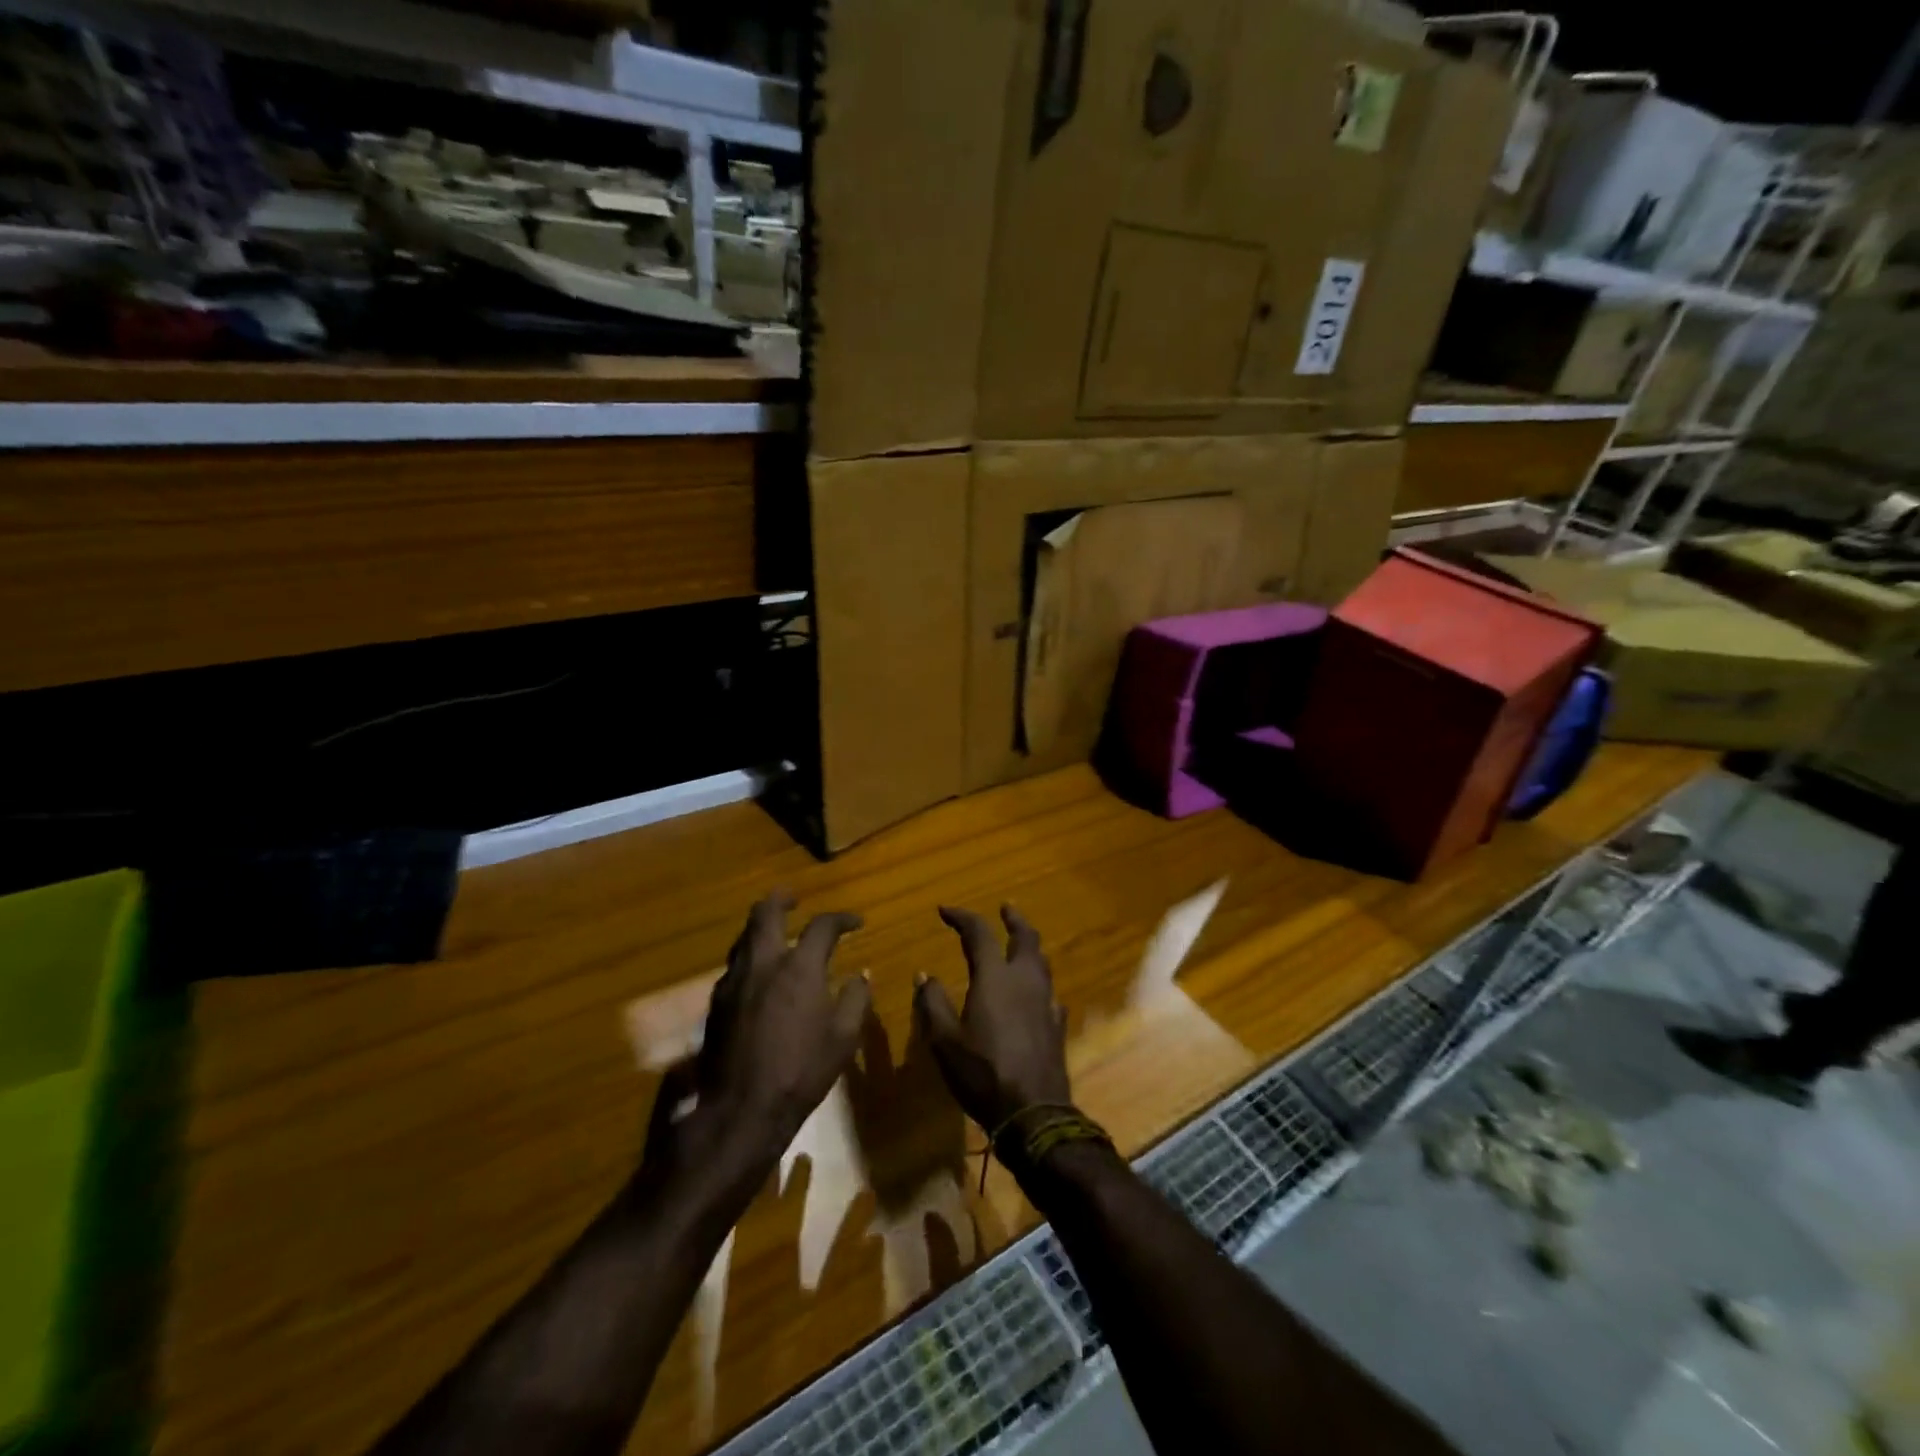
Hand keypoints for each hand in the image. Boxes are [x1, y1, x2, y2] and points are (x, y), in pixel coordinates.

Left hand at [648, 892, 870, 1179]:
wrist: (739, 1111)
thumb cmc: (800, 1073)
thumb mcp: (843, 1038)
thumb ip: (855, 999)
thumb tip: (861, 973)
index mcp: (798, 968)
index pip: (822, 926)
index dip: (842, 919)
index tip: (855, 923)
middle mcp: (763, 964)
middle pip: (765, 912)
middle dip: (782, 899)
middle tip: (794, 899)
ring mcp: (733, 982)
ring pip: (744, 937)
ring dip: (761, 928)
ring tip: (776, 934)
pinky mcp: (716, 1003)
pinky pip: (734, 965)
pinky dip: (750, 957)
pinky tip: (759, 975)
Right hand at [914, 906, 1071, 1132]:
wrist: (1033, 1112)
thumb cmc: (982, 1073)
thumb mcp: (944, 1041)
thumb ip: (933, 1003)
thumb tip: (924, 975)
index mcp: (995, 977)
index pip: (979, 933)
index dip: (962, 917)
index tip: (945, 910)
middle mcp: (1025, 981)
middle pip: (1026, 938)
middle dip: (1014, 919)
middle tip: (1005, 908)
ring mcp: (1046, 1002)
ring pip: (1042, 962)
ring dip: (1029, 947)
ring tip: (1019, 945)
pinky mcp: (1057, 1024)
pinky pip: (1049, 992)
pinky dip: (1038, 982)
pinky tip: (1034, 994)